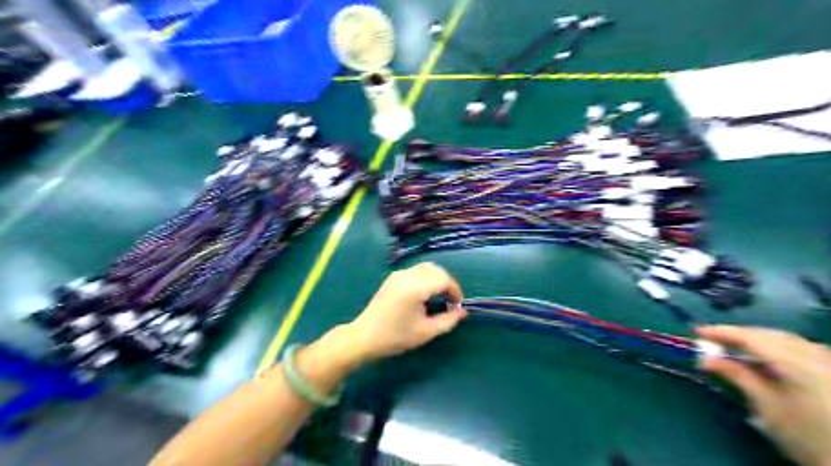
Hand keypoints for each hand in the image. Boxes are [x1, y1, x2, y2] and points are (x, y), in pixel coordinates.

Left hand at [343, 262, 463, 363]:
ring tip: (439, 297)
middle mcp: (407, 275)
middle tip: (450, 301)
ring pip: (426, 268)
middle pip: (436, 270)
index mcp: (415, 287)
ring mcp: (398, 274)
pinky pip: (415, 271)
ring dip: (437, 279)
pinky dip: (426, 278)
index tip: (457, 306)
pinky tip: (424, 294)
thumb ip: (448, 320)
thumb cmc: (396, 337)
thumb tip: (462, 312)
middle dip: (447, 283)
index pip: (443, 279)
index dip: (455, 290)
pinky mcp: (392, 277)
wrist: (364, 337)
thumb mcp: (426, 332)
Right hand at [696, 325, 830, 464]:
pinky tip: (768, 359)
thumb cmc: (806, 438)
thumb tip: (706, 359)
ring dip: (759, 340)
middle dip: (741, 335)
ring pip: (789, 341)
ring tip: (736, 347)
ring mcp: (830, 364)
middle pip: (772, 336)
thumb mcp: (767, 407)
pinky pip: (803, 350)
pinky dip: (778, 348)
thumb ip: (738, 376)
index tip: (697, 332)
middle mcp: (818, 357)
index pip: (753, 338)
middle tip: (713, 340)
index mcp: (799, 363)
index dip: (722, 332)